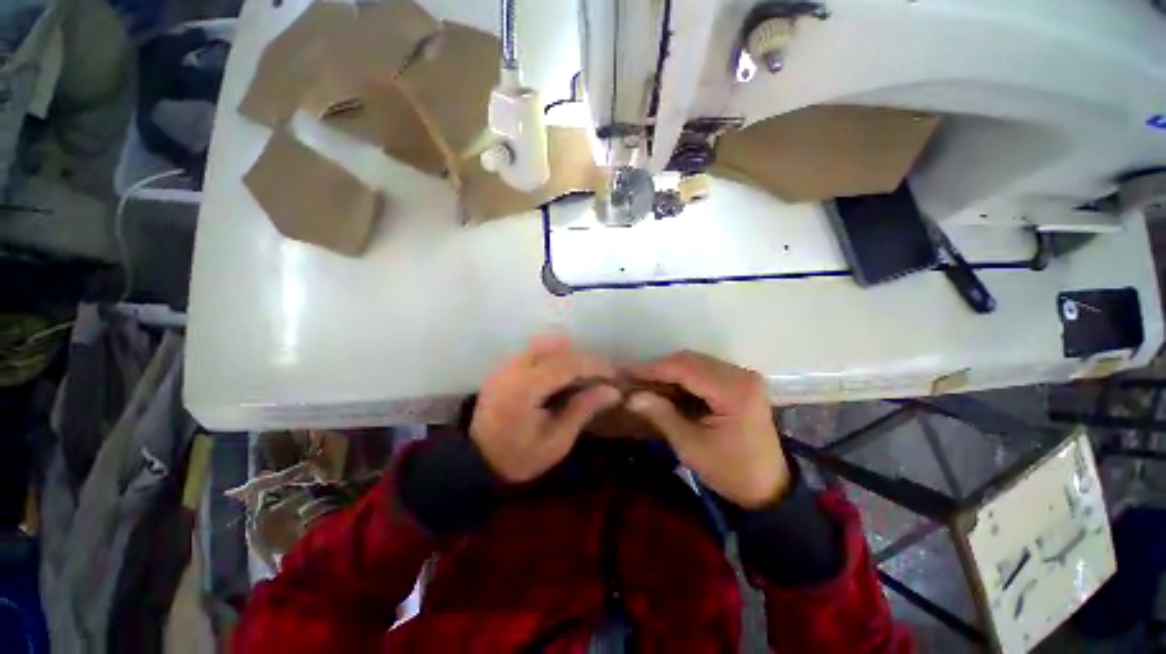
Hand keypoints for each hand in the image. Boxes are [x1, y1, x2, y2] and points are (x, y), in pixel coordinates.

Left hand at [471, 334, 621, 483]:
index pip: (567, 364)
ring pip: (544, 344)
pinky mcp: (503, 367)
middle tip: (600, 376)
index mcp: (525, 389)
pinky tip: (562, 376)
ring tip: (582, 376)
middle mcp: (513, 369)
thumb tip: (612, 391)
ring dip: (568, 355)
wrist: (475, 461)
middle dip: (583, 358)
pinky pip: (534, 351)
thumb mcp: (556, 441)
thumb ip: (582, 410)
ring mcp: (506, 365)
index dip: (594, 365)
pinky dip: (554, 356)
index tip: (614, 374)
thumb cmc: (518, 457)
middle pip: (556, 346)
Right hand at [626, 351, 788, 508]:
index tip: (624, 372)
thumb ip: (661, 415)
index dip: (651, 369)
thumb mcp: (691, 446)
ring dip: (668, 372)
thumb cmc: (730, 472)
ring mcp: (742, 376)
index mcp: (734, 391)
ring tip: (644, 383)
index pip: (684, 368)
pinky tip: (665, 388)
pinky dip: (681, 377)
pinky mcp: (739, 382)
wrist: (768, 488)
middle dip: (658, 368)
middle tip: (631, 379)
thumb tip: (630, 396)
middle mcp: (741, 375)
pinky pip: (703, 371)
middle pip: (690, 360)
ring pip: (695, 363)